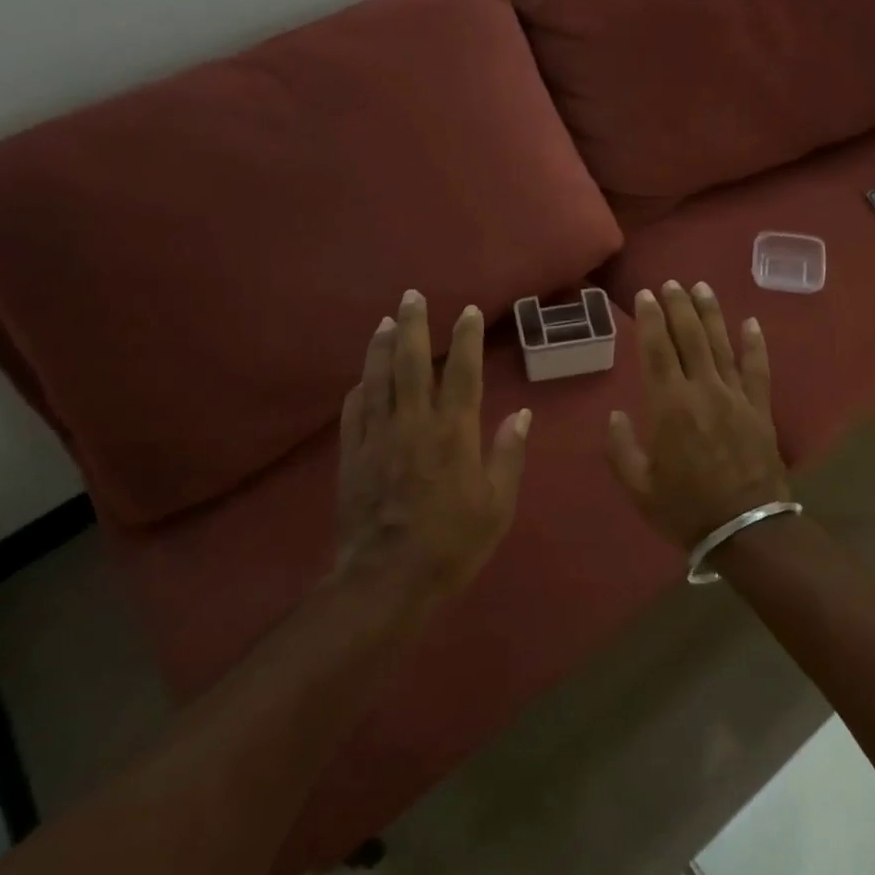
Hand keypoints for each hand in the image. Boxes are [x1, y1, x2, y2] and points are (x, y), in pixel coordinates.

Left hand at [337, 290, 530, 596]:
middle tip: (411, 296)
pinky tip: (362, 378)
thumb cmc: (453, 543)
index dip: (466, 339)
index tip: (469, 311)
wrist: (388, 578)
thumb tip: (522, 414)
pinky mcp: (352, 456)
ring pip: (377, 380)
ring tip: (384, 322)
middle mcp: (413, 424)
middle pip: (410, 364)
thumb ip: (508, 455)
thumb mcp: (497, 505)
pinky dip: (359, 389)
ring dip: (380, 347)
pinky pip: (354, 412)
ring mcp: (377, 438)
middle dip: (412, 326)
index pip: (462, 373)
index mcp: (453, 434)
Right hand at [607, 282, 790, 549]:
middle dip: (679, 306)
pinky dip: (755, 345)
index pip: (657, 351)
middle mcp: (703, 391)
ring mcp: (736, 397)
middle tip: (671, 283)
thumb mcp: (639, 487)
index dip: (650, 320)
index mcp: (670, 407)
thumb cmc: (686, 509)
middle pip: (690, 338)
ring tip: (702, 287)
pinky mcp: (760, 409)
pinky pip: (758, 369)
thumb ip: (622, 448)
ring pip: (722, 345)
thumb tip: (616, 415)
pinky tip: (751, 322)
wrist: (746, 529)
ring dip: (711, 314)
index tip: (645, 296)